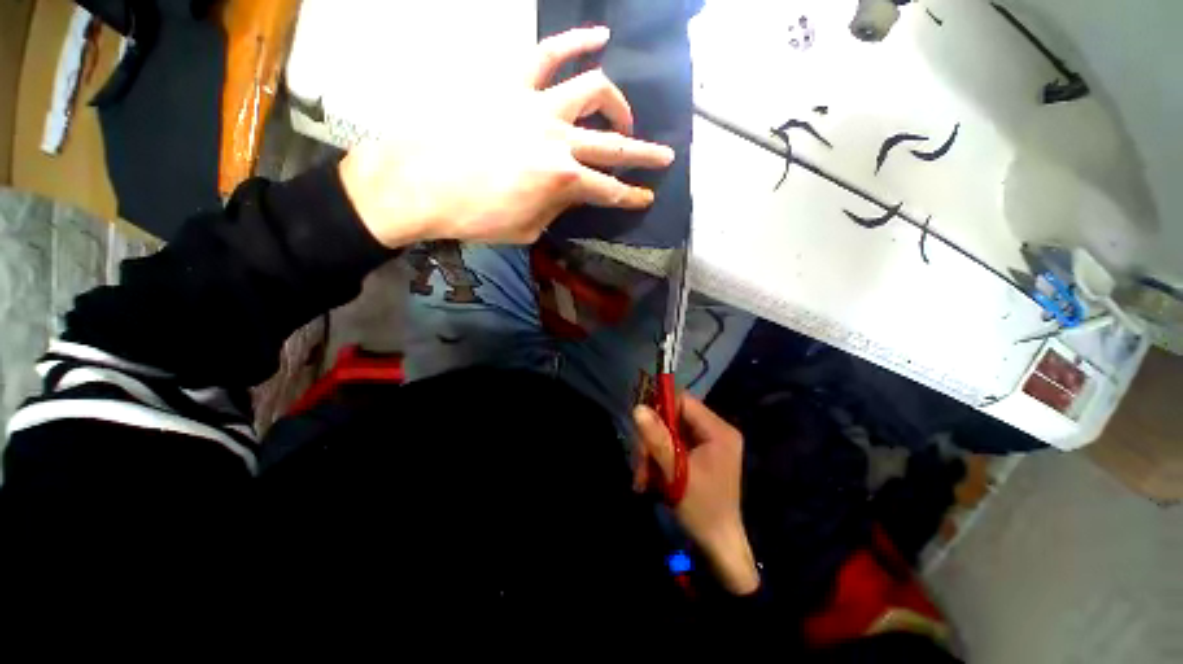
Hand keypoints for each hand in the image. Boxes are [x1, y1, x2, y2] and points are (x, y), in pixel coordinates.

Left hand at [339, 26, 674, 248]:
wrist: (416, 185)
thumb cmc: (474, 218)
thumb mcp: (527, 228)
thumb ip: (557, 207)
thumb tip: (572, 192)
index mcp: (562, 182)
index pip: (610, 191)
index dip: (632, 197)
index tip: (646, 197)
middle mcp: (558, 140)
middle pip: (616, 146)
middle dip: (645, 156)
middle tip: (664, 158)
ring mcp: (535, 105)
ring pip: (593, 92)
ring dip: (618, 105)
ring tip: (624, 116)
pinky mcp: (509, 82)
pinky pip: (548, 53)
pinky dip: (577, 42)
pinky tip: (599, 37)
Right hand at [633, 395, 759, 594]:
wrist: (718, 547)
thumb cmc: (701, 508)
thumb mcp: (676, 472)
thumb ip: (657, 438)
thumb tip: (638, 408)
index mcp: (718, 430)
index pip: (684, 402)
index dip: (660, 409)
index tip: (641, 428)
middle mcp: (715, 432)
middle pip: (674, 419)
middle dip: (653, 439)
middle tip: (640, 464)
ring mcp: (708, 445)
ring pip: (669, 434)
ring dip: (652, 453)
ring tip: (642, 478)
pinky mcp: (700, 456)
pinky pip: (673, 447)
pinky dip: (659, 460)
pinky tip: (649, 479)